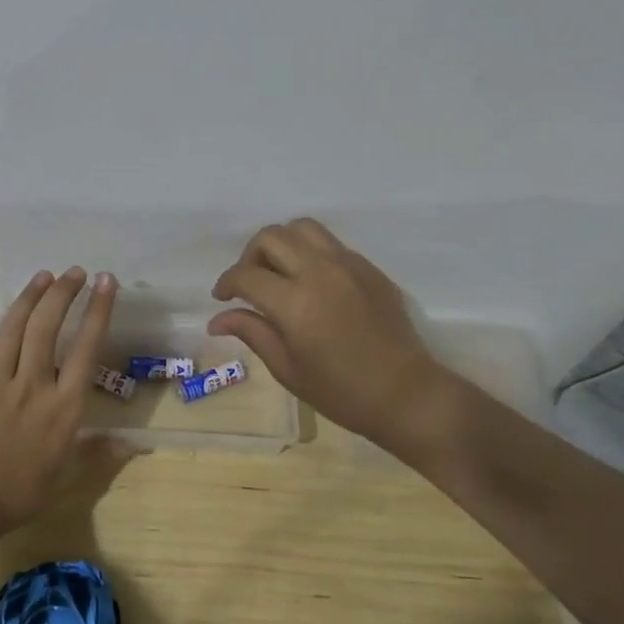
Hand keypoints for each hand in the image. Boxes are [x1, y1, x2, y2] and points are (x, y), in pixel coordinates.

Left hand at [0, 266, 117, 534]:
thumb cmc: (21, 493)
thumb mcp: (67, 476)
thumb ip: (98, 452)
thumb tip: (134, 444)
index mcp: (63, 406)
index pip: (86, 348)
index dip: (98, 311)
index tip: (106, 282)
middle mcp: (33, 384)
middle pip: (47, 327)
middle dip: (63, 293)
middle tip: (75, 272)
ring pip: (14, 328)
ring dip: (30, 297)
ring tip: (44, 275)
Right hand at [209, 218, 451, 445]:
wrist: (406, 395)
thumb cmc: (341, 392)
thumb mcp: (287, 369)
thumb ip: (252, 332)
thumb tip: (217, 320)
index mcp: (295, 303)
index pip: (246, 274)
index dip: (227, 282)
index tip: (222, 297)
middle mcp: (319, 272)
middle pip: (271, 237)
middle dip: (250, 256)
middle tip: (250, 284)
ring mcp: (348, 265)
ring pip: (301, 228)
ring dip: (281, 244)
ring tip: (279, 272)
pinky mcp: (368, 267)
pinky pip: (329, 243)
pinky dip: (310, 252)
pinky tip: (311, 282)